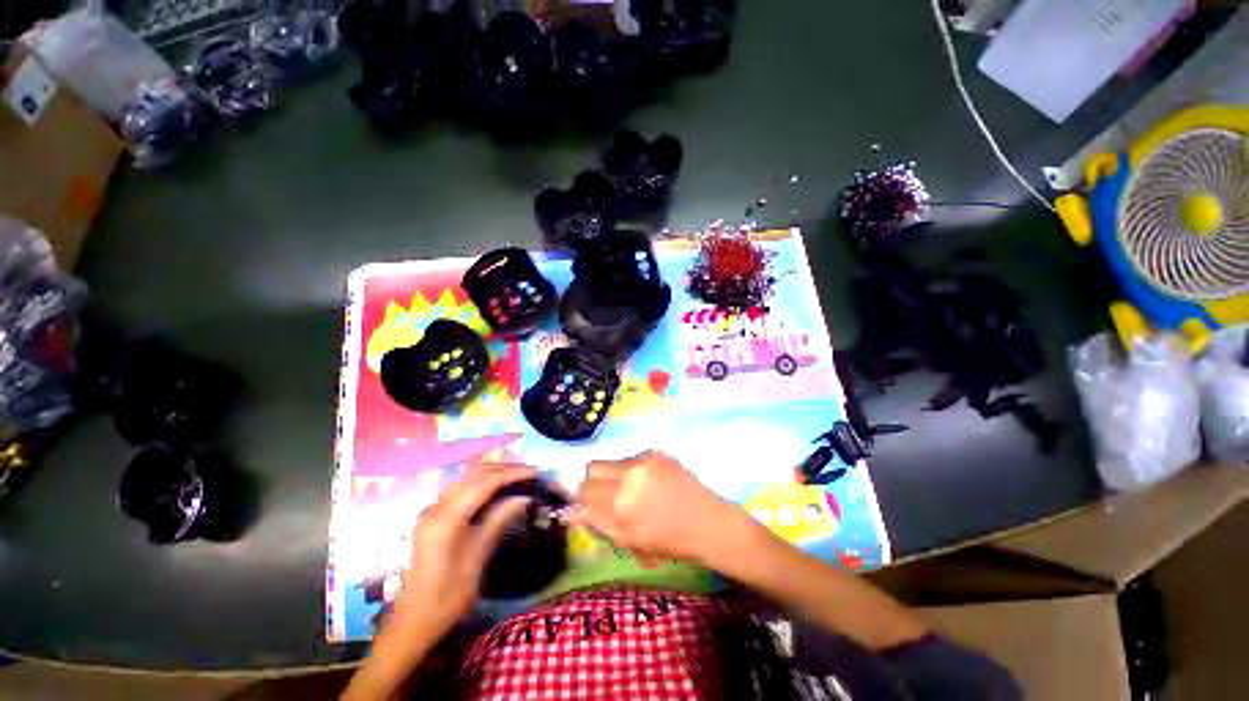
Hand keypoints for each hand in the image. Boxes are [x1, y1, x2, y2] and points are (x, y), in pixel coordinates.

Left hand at [393, 462, 535, 637]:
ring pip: (469, 477)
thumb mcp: (478, 557)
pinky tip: (499, 490)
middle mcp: (437, 506)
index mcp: (446, 518)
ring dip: (495, 473)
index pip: (485, 482)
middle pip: (475, 473)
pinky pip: (463, 488)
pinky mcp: (435, 516)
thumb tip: (524, 496)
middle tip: (531, 473)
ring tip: (520, 478)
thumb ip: (499, 520)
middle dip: (506, 468)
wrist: (414, 622)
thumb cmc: (448, 596)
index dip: (513, 473)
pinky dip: (484, 483)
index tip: (537, 473)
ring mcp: (433, 510)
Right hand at [569, 450, 742, 567]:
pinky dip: (631, 471)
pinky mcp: (656, 451)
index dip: (581, 499)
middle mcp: (629, 473)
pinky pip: (631, 458)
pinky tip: (648, 484)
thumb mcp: (628, 540)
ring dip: (612, 476)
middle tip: (606, 497)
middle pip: (592, 467)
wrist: (707, 522)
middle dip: (592, 483)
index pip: (583, 490)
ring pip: (611, 462)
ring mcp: (644, 459)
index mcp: (621, 502)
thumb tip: (570, 512)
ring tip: (632, 492)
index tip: (586, 506)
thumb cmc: (668, 540)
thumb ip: (597, 522)